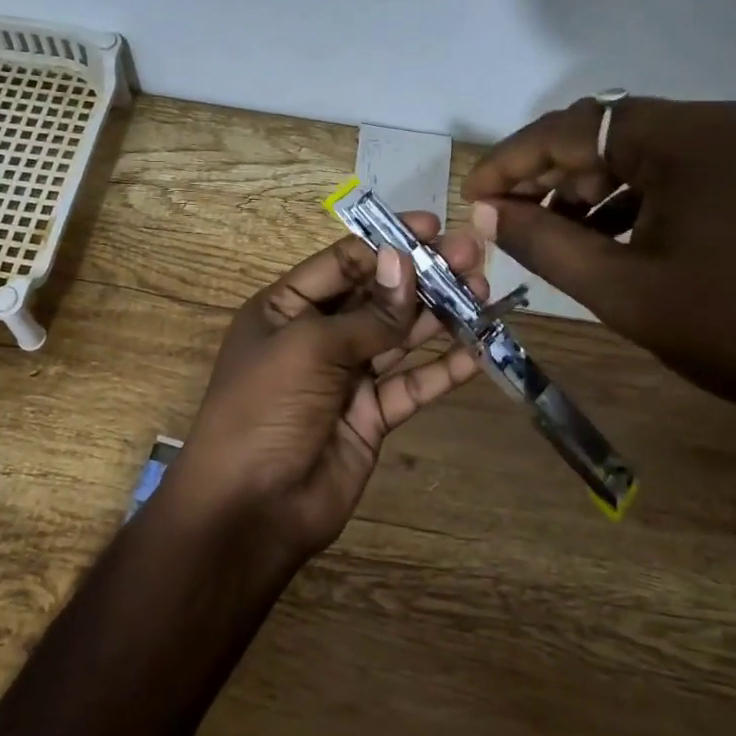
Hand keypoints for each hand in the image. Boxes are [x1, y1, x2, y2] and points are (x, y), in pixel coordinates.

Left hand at [174, 215, 487, 560]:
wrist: (252, 508)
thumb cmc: (265, 409)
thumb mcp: (308, 348)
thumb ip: (367, 314)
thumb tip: (405, 262)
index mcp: (285, 309)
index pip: (342, 263)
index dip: (387, 244)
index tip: (433, 227)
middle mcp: (316, 337)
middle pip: (377, 296)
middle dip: (423, 275)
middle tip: (471, 256)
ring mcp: (346, 378)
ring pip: (400, 336)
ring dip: (440, 314)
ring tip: (483, 291)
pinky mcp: (371, 416)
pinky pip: (411, 384)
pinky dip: (442, 368)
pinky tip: (477, 349)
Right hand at [463, 98, 735, 465]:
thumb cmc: (733, 328)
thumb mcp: (620, 289)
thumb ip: (544, 242)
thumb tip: (487, 211)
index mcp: (687, 136)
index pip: (574, 128)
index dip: (513, 160)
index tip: (472, 194)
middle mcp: (719, 122)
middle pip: (606, 133)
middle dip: (549, 174)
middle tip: (506, 217)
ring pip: (638, 153)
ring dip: (587, 189)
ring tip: (549, 234)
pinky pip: (673, 173)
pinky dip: (629, 200)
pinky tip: (602, 238)